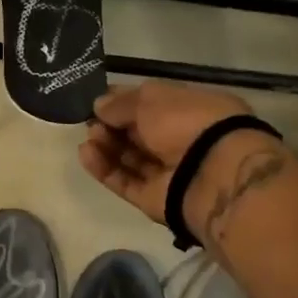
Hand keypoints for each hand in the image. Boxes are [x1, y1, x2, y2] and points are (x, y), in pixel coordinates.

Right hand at [79, 82, 282, 243]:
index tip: (99, 100)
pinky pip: (124, 181)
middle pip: (139, 133)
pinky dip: (104, 168)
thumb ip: (122, 103)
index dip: (126, 101)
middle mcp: (182, 141)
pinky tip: (85, 153)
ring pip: (129, 158)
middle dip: (112, 125)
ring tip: (89, 137)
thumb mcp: (152, 99)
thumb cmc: (187, 123)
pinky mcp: (153, 198)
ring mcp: (168, 173)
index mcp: (192, 110)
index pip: (154, 104)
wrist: (211, 175)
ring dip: (106, 146)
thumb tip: (99, 105)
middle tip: (90, 121)